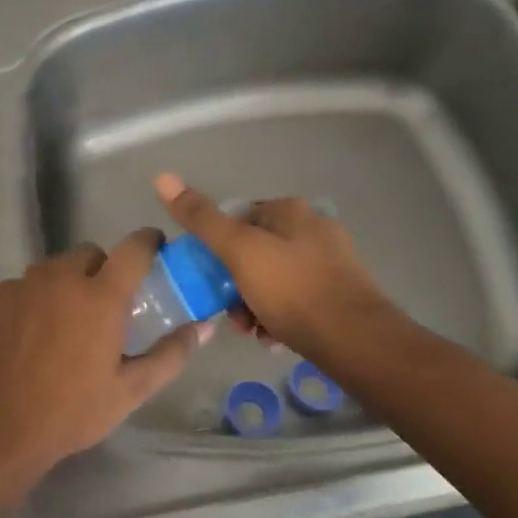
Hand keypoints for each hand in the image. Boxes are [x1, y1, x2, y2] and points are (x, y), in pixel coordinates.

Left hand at [0, 232, 211, 483]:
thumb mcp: (131, 389)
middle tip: (104, 307)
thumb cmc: (73, 411)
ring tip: (65, 323)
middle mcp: (62, 277)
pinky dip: (34, 298)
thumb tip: (204, 327)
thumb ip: (171, 353)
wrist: (0, 429)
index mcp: (101, 296)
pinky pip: (24, 284)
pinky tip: (31, 334)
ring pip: (55, 267)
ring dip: (67, 283)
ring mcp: (24, 284)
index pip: (134, 248)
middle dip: (102, 270)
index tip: (155, 248)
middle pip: (90, 254)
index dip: (148, 242)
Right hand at [154, 173, 395, 360]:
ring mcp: (331, 260)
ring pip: (274, 278)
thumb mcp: (238, 251)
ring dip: (254, 304)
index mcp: (289, 210)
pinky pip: (297, 298)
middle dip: (235, 285)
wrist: (355, 340)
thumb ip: (201, 218)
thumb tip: (162, 177)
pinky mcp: (341, 292)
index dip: (217, 250)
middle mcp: (313, 227)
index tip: (210, 281)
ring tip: (253, 331)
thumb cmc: (291, 290)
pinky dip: (280, 315)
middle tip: (231, 315)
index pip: (238, 219)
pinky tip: (274, 337)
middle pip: (255, 252)